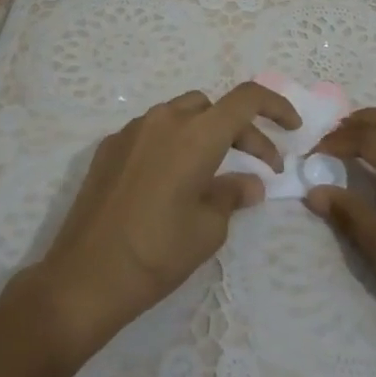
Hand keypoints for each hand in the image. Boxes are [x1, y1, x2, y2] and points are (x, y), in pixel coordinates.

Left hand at [25, 83, 300, 355]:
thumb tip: (250, 184)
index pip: (246, 99)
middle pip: (214, 107)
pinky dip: (174, 143)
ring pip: (182, 114)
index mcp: (196, 135)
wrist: (84, 277)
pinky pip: (153, 131)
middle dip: (242, 130)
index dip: (275, 106)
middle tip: (259, 166)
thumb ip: (233, 195)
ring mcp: (133, 130)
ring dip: (206, 133)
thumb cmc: (157, 253)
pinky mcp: (109, 146)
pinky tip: (173, 180)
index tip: (292, 128)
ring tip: (215, 171)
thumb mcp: (208, 229)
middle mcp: (165, 119)